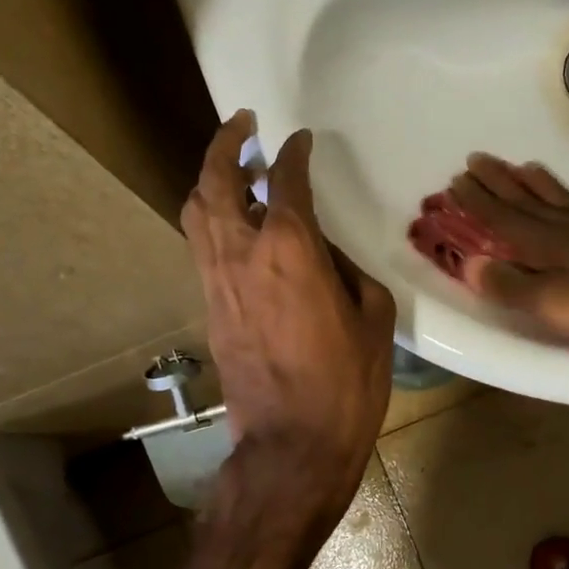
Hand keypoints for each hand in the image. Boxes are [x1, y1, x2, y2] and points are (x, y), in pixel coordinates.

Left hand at [182, 112, 397, 541]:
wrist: (290, 444)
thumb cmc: (344, 384)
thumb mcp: (372, 319)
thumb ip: (348, 271)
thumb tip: (326, 254)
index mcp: (290, 249)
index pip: (286, 179)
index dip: (293, 153)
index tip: (301, 140)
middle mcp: (243, 252)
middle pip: (217, 181)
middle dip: (225, 143)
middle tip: (242, 124)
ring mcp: (217, 279)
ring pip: (197, 210)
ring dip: (209, 177)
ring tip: (230, 164)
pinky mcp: (208, 306)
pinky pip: (201, 243)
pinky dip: (211, 217)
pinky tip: (232, 220)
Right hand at [442, 154, 568, 355]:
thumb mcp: (559, 306)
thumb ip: (514, 286)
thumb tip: (471, 264)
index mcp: (549, 245)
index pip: (503, 219)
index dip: (477, 201)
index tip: (455, 180)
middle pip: (529, 200)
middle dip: (500, 182)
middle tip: (478, 158)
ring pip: (565, 199)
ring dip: (540, 183)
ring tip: (525, 166)